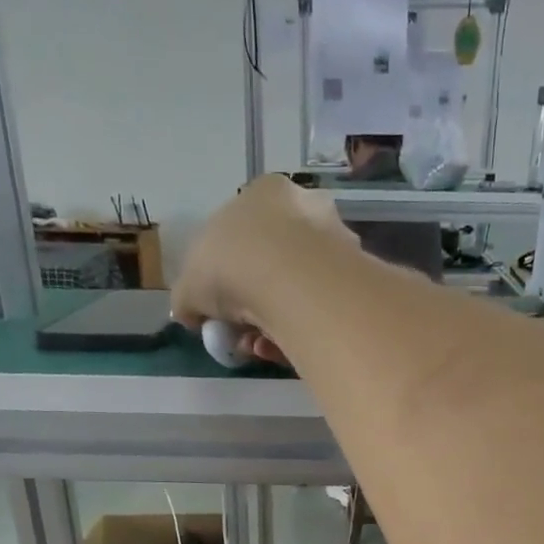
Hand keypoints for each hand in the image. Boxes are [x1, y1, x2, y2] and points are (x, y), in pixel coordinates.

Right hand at [172, 176, 354, 363]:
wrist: (291, 280)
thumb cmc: (232, 264)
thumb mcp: (190, 283)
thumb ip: (188, 299)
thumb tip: (189, 314)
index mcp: (264, 193)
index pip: (244, 234)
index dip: (227, 277)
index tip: (219, 310)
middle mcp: (306, 210)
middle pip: (274, 267)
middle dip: (253, 307)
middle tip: (240, 335)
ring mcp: (336, 244)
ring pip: (298, 294)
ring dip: (274, 325)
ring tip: (258, 347)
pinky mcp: (355, 283)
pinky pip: (320, 313)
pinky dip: (299, 333)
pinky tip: (281, 350)